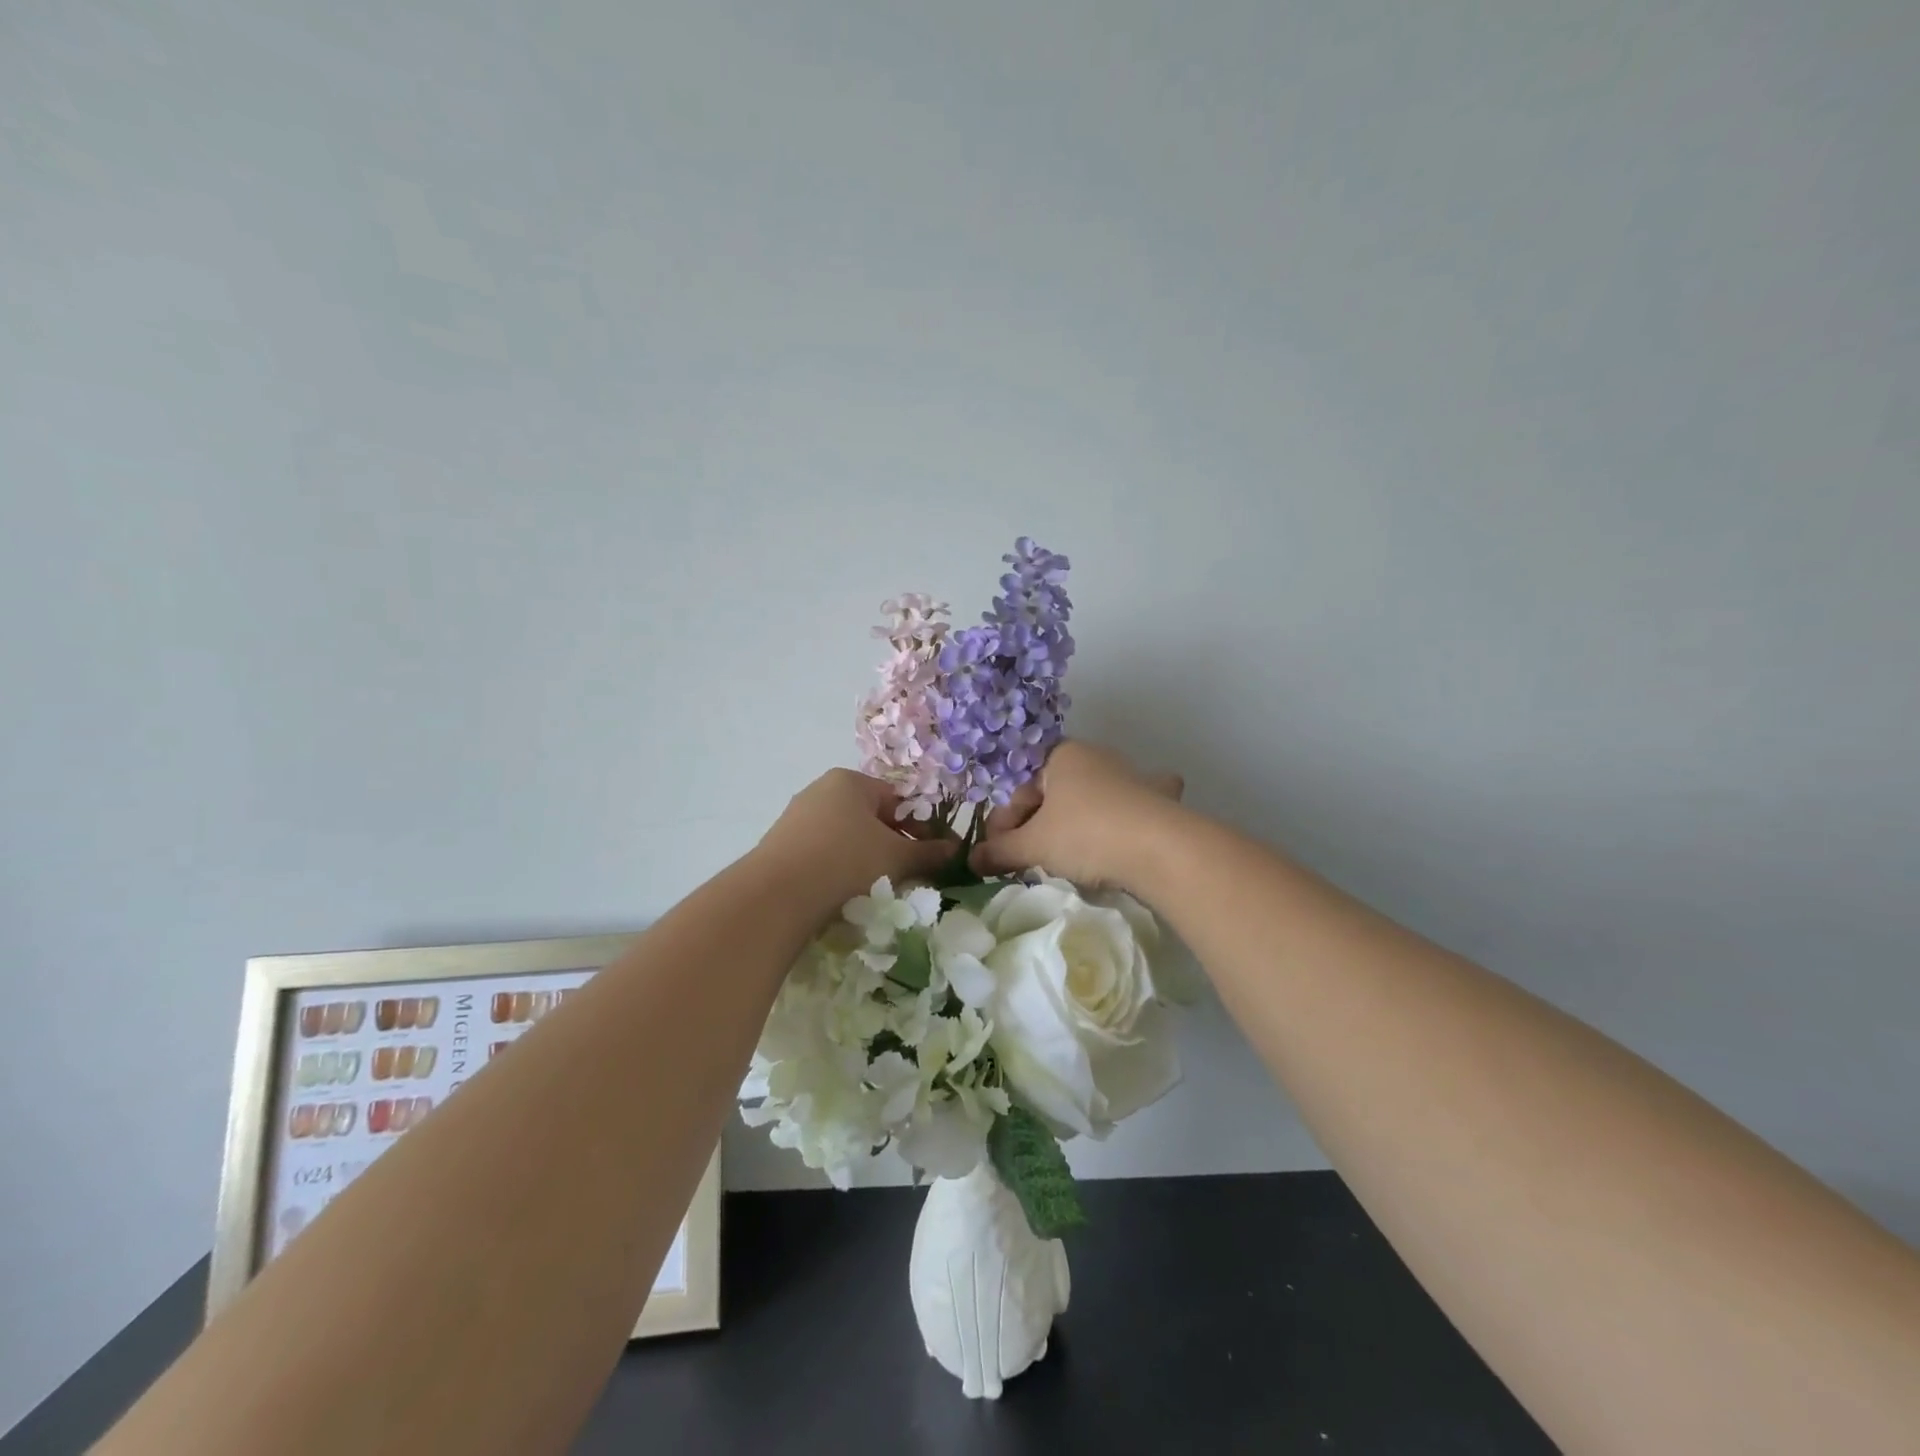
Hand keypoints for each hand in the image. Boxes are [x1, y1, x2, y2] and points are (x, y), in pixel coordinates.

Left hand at [758, 769, 958, 903]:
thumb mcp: (896, 856)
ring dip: (867, 858)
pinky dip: (839, 867)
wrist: (777, 894)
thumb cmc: (846, 860)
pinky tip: (846, 891)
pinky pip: (823, 851)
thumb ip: (929, 852)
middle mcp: (821, 790)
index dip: (920, 827)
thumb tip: (956, 850)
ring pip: (847, 836)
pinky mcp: (782, 844)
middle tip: (910, 873)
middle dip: (894, 844)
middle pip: (871, 816)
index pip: (897, 799)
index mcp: (850, 781)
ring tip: (879, 887)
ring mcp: (798, 816)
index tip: (932, 854)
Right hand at [969, 741, 1183, 886]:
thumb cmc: (1086, 835)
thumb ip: (1001, 851)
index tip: (998, 855)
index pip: (1019, 789)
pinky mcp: (1156, 799)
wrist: (1160, 848)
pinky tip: (1127, 825)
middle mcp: (1094, 757)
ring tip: (1068, 853)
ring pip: (1090, 796)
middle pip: (1052, 793)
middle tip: (1026, 860)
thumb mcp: (1034, 845)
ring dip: (1075, 820)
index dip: (1004, 824)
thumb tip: (973, 860)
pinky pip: (1132, 803)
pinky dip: (1125, 813)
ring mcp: (1130, 775)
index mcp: (1060, 756)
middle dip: (1036, 825)